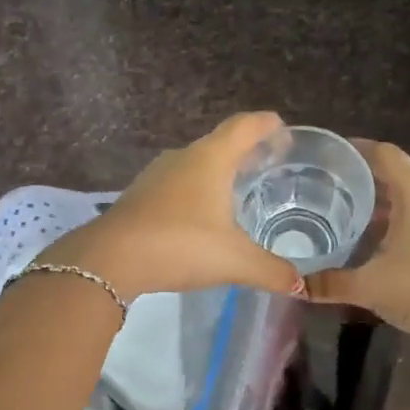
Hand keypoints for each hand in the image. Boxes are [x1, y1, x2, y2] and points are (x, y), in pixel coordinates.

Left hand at [41, 113, 305, 300]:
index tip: (284, 131)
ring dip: (219, 173)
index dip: (267, 125)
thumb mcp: (235, 261)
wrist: (110, 259)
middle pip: (221, 143)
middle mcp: (184, 158)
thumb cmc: (180, 244)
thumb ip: (271, 270)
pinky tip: (203, 218)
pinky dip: (197, 192)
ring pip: (196, 165)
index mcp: (211, 159)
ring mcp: (157, 176)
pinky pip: (178, 185)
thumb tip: (299, 283)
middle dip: (247, 152)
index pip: (245, 127)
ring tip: (239, 192)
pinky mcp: (140, 196)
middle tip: (269, 166)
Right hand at [304, 141, 409, 355]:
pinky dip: (403, 225)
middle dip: (365, 184)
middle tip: (330, 194)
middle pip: (398, 177)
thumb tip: (296, 285)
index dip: (355, 150)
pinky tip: (383, 248)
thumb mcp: (370, 286)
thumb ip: (330, 283)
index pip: (384, 154)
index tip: (329, 157)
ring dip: (385, 208)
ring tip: (352, 222)